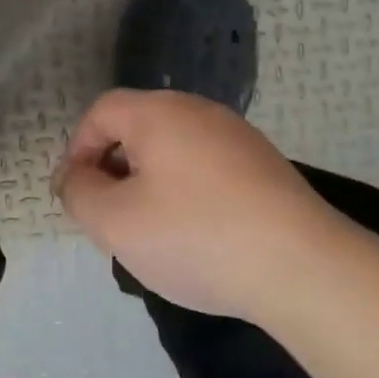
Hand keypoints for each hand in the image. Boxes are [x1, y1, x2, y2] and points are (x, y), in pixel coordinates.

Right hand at [55, 89, 346, 319]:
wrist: (304, 267)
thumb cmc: (196, 237)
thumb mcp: (116, 222)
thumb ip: (79, 193)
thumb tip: (74, 177)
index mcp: (158, 113)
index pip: (101, 112)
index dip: (78, 149)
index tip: (78, 195)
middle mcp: (198, 110)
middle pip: (137, 128)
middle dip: (114, 169)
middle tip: (112, 217)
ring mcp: (237, 135)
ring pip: (173, 151)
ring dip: (150, 184)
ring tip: (154, 232)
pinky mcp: (264, 165)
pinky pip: (206, 168)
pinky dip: (187, 193)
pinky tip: (199, 235)